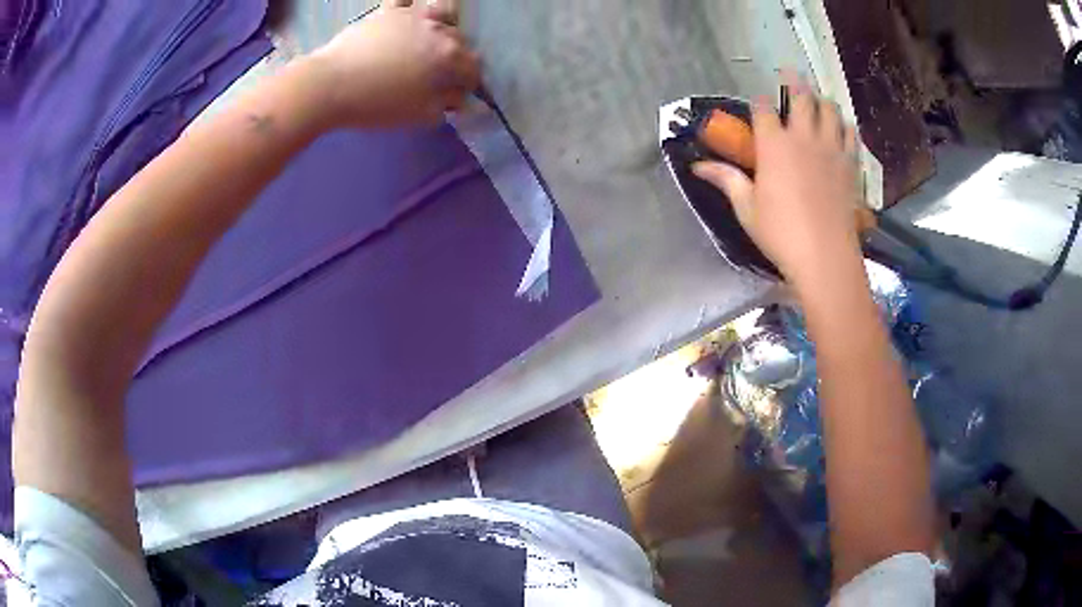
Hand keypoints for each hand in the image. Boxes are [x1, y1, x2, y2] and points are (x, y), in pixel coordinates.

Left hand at [309, 0, 480, 127]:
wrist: (330, 85)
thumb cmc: (376, 104)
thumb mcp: (418, 114)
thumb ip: (445, 105)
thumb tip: (458, 98)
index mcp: (449, 57)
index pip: (473, 67)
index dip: (469, 82)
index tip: (459, 92)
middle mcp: (438, 30)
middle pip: (460, 40)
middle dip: (457, 56)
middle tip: (441, 72)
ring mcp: (413, 16)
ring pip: (441, 14)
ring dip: (443, 26)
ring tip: (431, 39)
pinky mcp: (389, 11)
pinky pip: (407, 0)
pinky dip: (412, 5)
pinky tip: (410, 14)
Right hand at [693, 77, 864, 290]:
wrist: (825, 256)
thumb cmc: (781, 233)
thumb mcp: (747, 208)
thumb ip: (726, 180)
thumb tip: (698, 166)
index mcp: (774, 145)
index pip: (764, 109)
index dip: (760, 101)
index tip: (760, 101)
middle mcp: (803, 138)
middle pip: (801, 97)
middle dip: (794, 81)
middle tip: (792, 72)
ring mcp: (830, 149)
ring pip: (829, 109)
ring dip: (822, 100)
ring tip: (818, 99)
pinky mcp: (849, 164)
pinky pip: (850, 133)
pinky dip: (844, 124)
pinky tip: (842, 126)